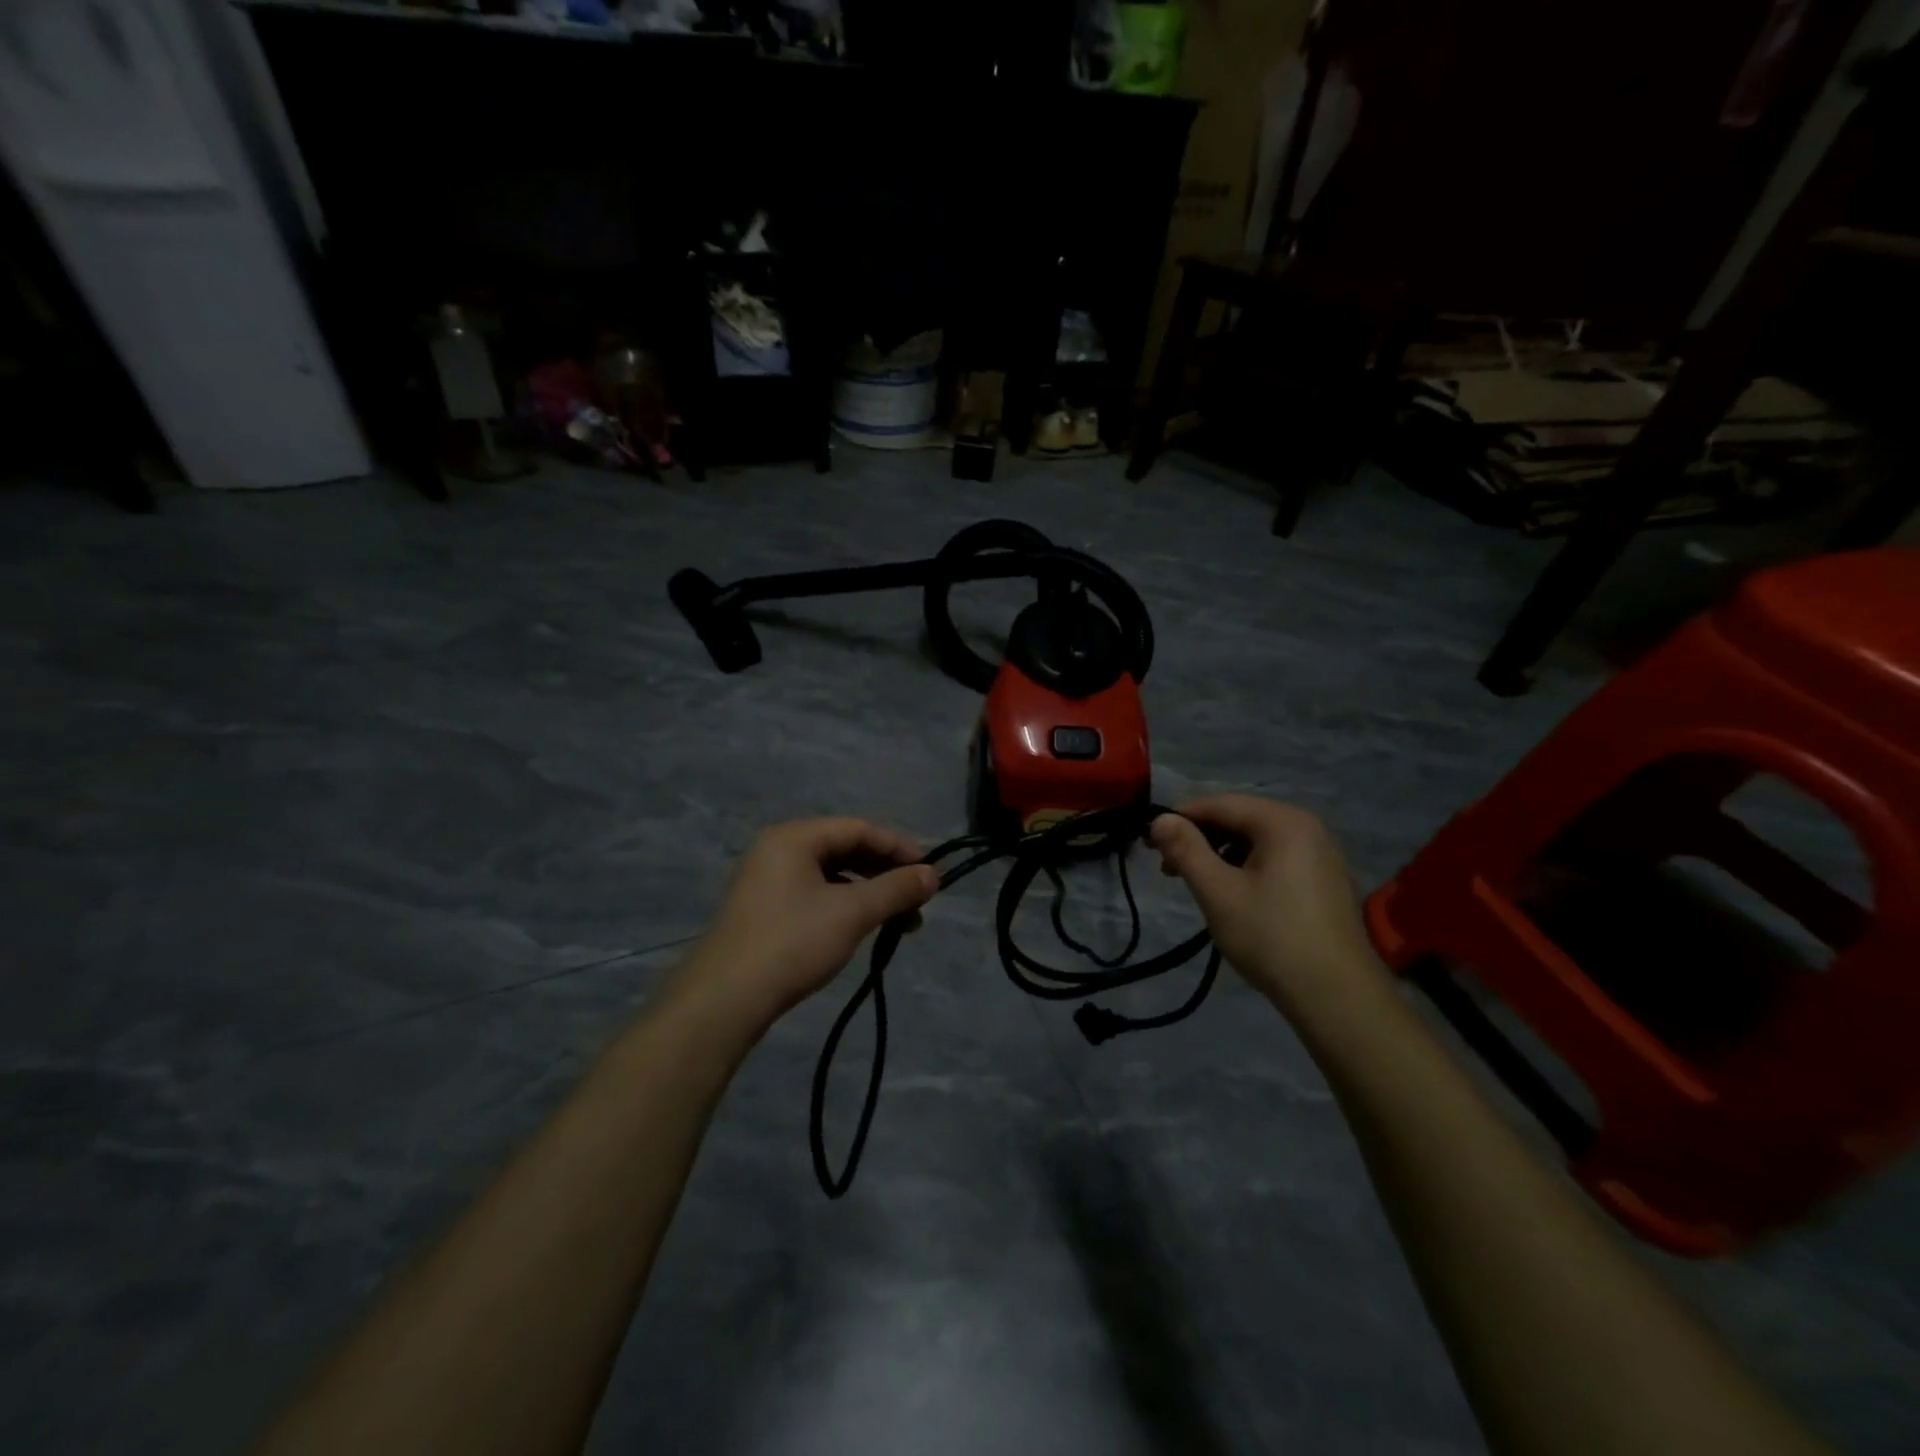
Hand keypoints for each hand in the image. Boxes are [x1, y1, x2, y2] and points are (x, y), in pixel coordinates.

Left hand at [676, 818, 938, 1027]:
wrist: (725, 999)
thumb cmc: (793, 943)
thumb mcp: (852, 913)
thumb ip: (896, 889)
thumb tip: (933, 875)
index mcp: (795, 837)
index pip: (859, 829)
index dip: (900, 848)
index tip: (931, 873)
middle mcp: (778, 849)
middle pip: (846, 849)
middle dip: (886, 874)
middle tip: (917, 902)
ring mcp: (768, 880)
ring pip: (832, 875)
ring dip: (869, 894)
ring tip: (898, 923)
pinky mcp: (765, 910)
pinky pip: (816, 894)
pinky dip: (846, 906)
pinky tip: (862, 929)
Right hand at [1149, 795, 1389, 1023]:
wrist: (1337, 997)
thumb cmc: (1270, 937)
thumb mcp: (1217, 891)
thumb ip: (1185, 849)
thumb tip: (1159, 818)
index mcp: (1283, 821)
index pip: (1219, 804)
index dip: (1180, 819)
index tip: (1150, 844)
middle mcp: (1307, 827)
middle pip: (1240, 819)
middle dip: (1200, 839)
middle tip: (1169, 869)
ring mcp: (1322, 854)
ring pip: (1257, 840)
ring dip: (1222, 855)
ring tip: (1199, 885)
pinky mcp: (1326, 880)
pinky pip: (1277, 858)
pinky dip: (1247, 868)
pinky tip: (1234, 895)